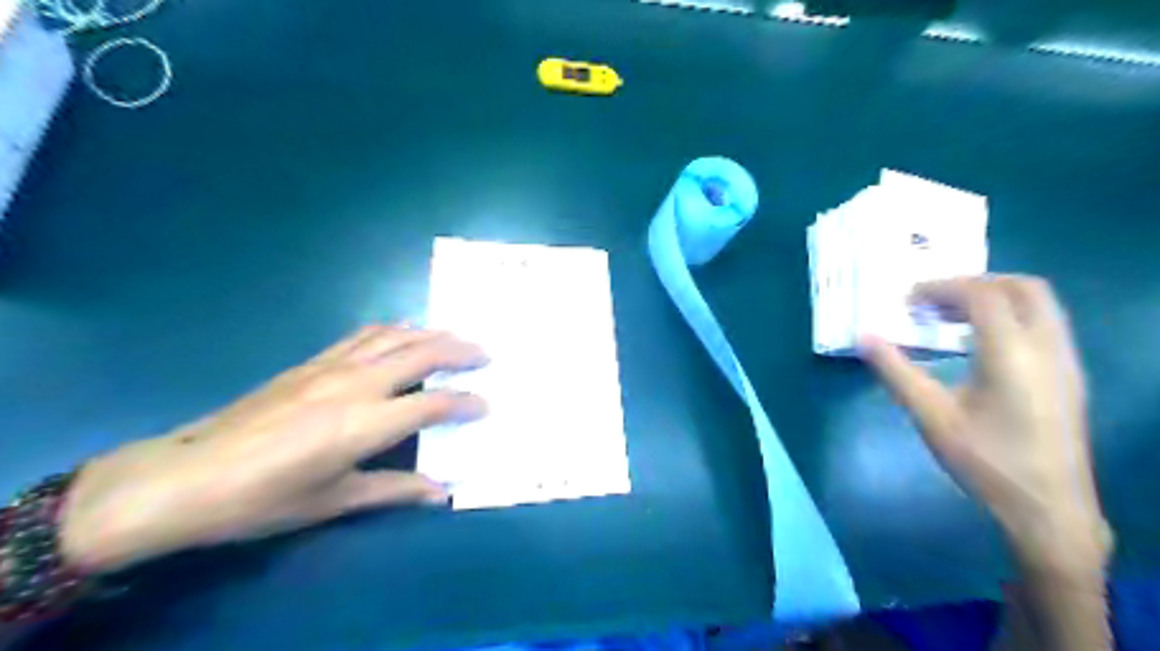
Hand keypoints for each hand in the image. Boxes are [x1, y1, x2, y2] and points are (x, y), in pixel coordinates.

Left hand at [62, 329, 485, 572]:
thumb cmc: (265, 497)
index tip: (486, 405)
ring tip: (454, 337)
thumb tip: (442, 493)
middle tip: (485, 353)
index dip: (466, 403)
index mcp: (367, 423)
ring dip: (431, 332)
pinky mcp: (312, 361)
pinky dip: (394, 330)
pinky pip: (364, 335)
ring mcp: (333, 366)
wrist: (189, 475)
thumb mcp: (335, 500)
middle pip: (422, 353)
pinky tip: (402, 334)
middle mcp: (357, 384)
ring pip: (395, 335)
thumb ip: (395, 489)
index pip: (435, 404)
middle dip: (460, 350)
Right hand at [866, 278, 1108, 572]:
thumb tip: (863, 337)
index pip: (983, 295)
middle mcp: (1048, 347)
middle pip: (1022, 287)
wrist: (1049, 509)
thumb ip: (896, 371)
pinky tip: (979, 343)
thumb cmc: (985, 461)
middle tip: (934, 300)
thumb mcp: (930, 416)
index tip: (909, 299)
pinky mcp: (1069, 375)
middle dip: (974, 283)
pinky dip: (1010, 316)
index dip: (943, 287)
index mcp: (1012, 354)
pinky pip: (1044, 324)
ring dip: (994, 298)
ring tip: (951, 318)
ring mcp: (1066, 360)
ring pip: (1040, 304)